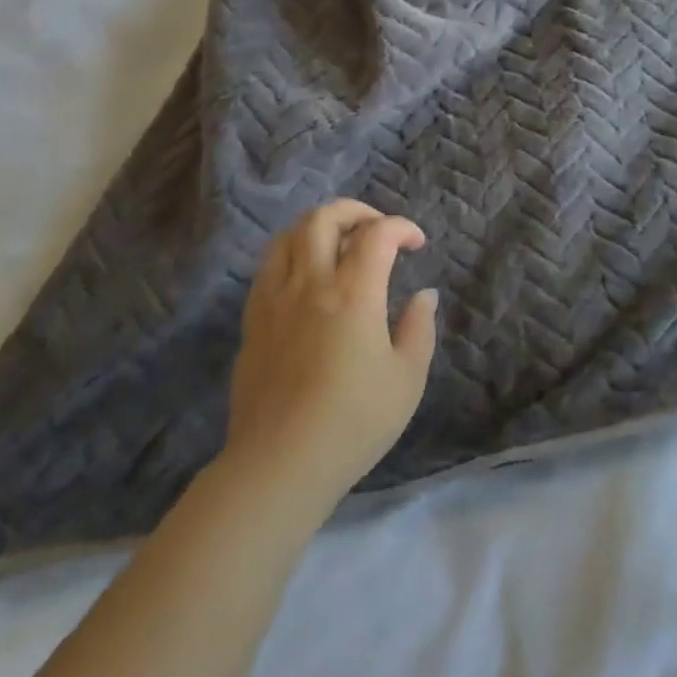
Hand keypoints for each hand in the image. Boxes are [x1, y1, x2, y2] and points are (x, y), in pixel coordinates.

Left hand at [223, 200, 438, 507]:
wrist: (280, 465)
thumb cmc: (353, 422)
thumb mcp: (407, 379)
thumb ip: (419, 328)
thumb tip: (424, 295)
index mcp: (353, 292)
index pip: (377, 233)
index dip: (401, 227)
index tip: (416, 244)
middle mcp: (310, 283)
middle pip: (323, 218)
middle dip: (356, 211)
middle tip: (376, 230)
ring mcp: (274, 299)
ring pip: (288, 235)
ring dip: (318, 227)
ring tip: (338, 244)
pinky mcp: (252, 321)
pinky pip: (268, 267)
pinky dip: (291, 255)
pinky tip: (305, 279)